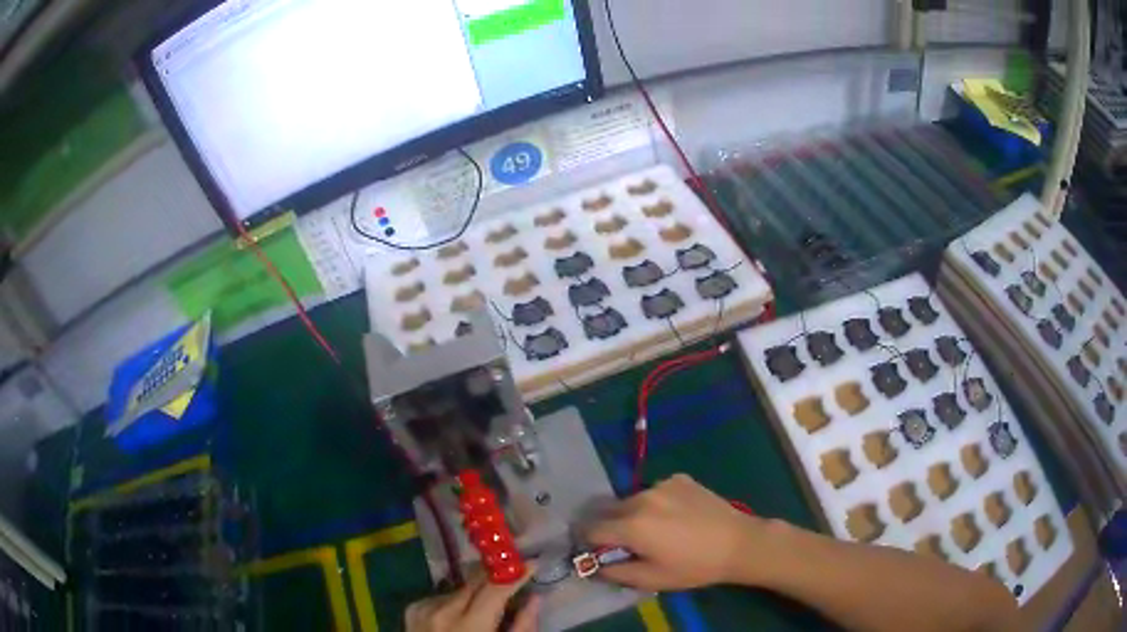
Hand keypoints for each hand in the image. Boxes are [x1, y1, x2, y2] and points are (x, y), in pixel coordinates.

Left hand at [405, 568, 540, 631]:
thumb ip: (522, 628)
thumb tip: (535, 598)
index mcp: (471, 626)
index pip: (495, 589)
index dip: (515, 575)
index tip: (533, 563)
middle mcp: (443, 612)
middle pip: (474, 582)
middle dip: (495, 577)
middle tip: (513, 574)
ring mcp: (424, 610)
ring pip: (458, 590)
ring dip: (473, 594)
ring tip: (482, 607)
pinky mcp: (413, 611)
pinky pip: (439, 597)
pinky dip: (452, 602)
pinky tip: (457, 616)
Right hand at [584, 474, 767, 590]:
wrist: (738, 542)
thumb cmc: (694, 566)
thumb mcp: (652, 579)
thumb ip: (616, 572)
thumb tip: (595, 565)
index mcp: (631, 525)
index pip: (591, 528)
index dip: (588, 541)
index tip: (595, 550)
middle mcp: (641, 498)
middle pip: (609, 511)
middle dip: (610, 526)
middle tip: (627, 543)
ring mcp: (662, 484)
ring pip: (632, 500)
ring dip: (633, 514)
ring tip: (656, 529)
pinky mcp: (679, 478)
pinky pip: (655, 491)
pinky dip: (656, 503)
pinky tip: (677, 516)